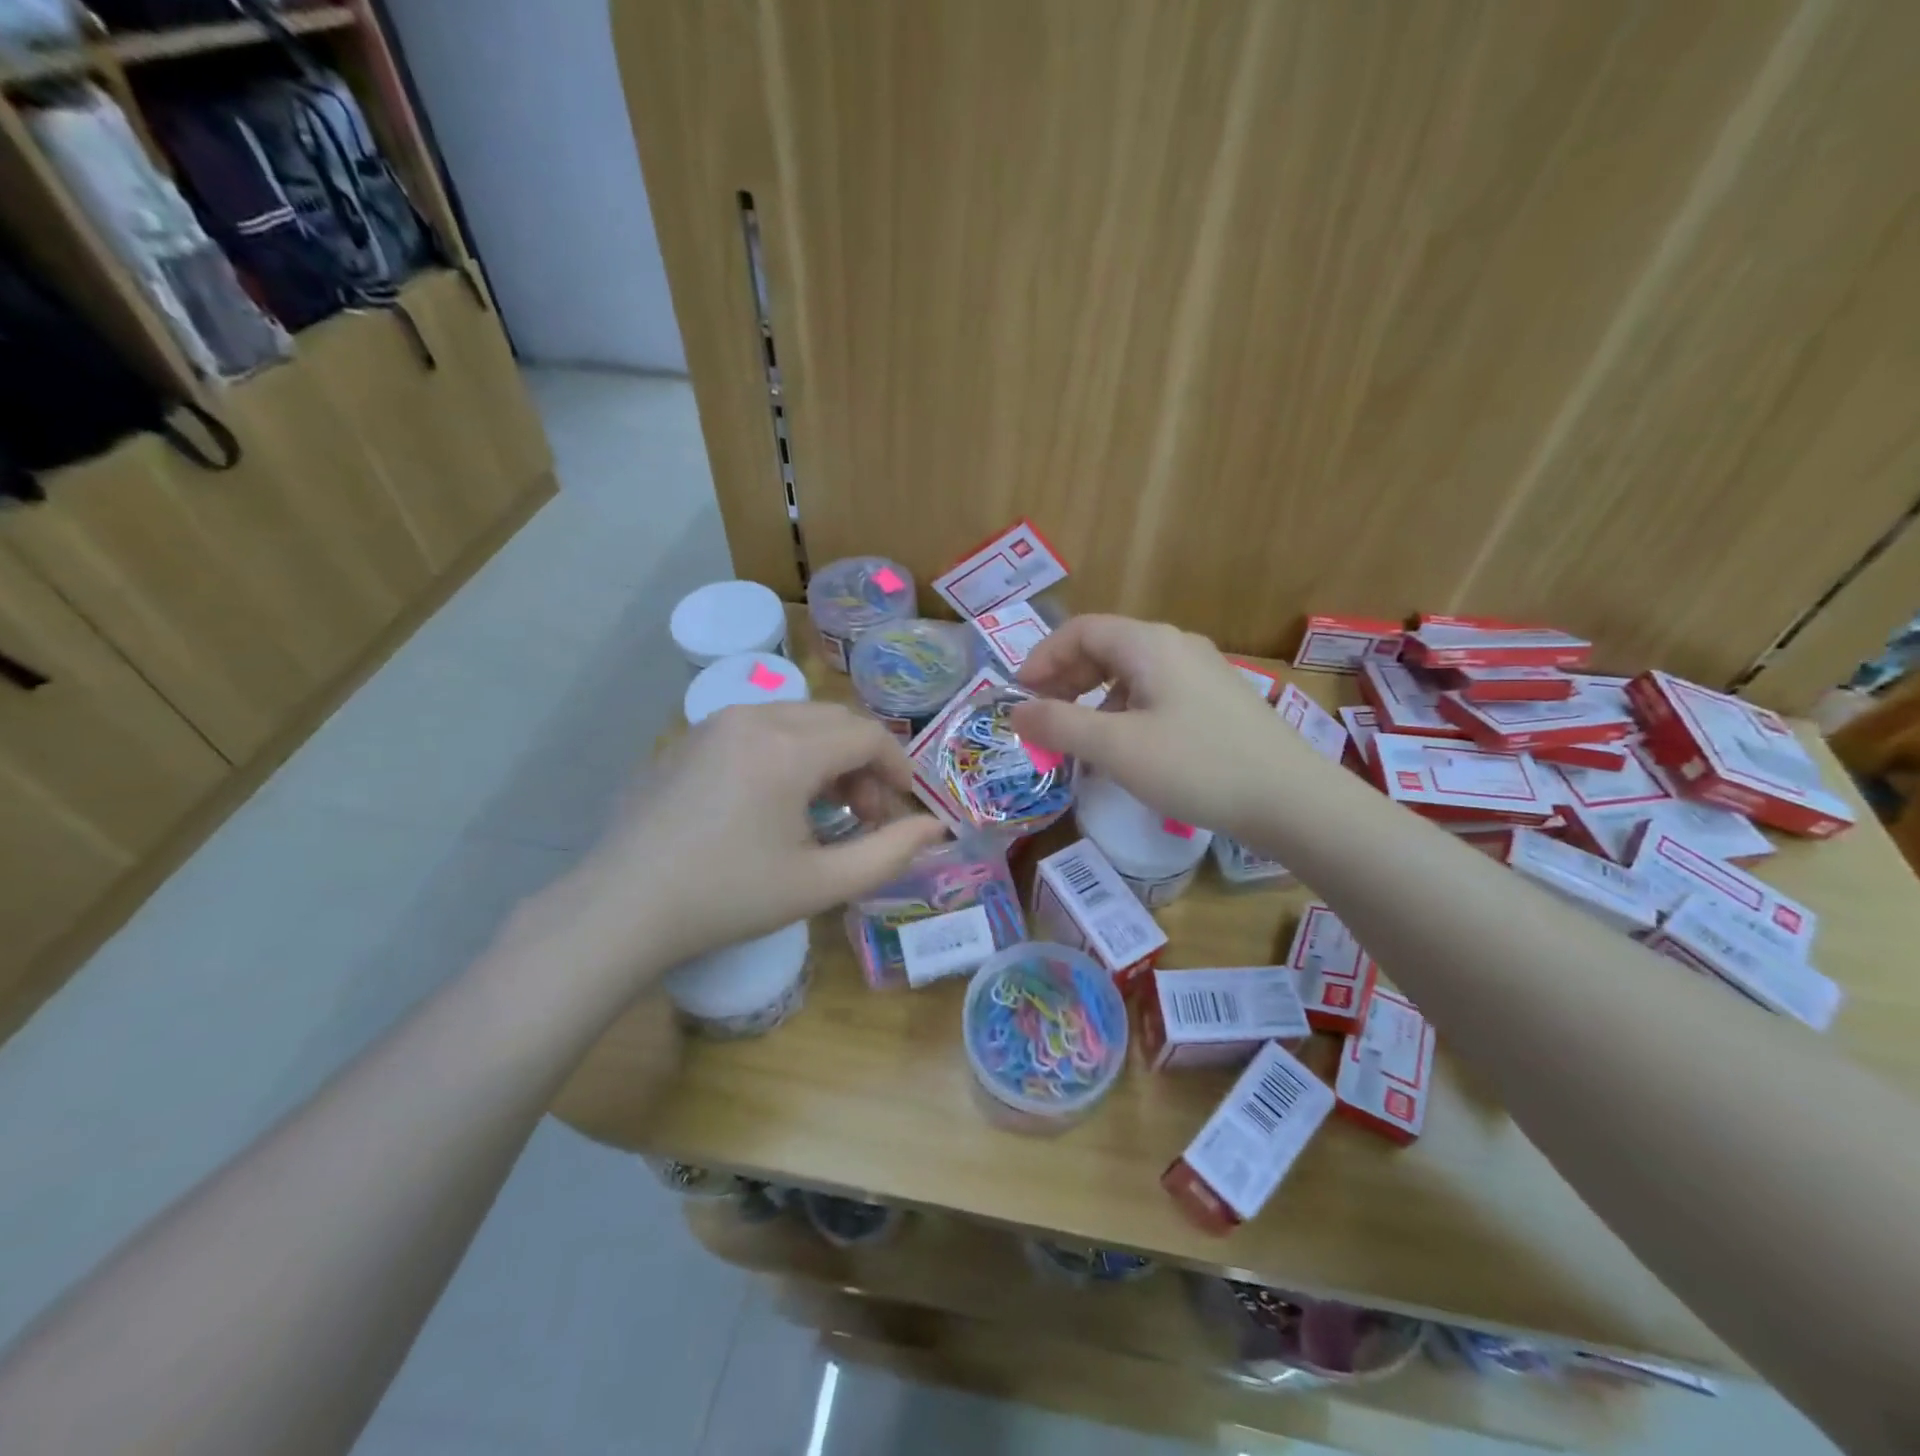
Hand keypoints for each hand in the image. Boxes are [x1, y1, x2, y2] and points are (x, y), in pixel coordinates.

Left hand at [521, 703, 945, 994]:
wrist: (622, 909)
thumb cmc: (728, 898)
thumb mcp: (820, 884)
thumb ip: (889, 853)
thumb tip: (933, 828)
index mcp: (788, 748)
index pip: (867, 735)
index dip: (897, 768)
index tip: (901, 809)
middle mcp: (754, 717)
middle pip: (835, 720)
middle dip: (863, 762)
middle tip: (864, 815)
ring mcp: (715, 723)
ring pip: (797, 719)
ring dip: (826, 754)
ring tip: (822, 810)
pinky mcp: (689, 737)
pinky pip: (758, 727)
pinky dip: (787, 752)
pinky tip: (773, 801)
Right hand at [1010, 616, 1325, 838]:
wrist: (1291, 799)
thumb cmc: (1196, 766)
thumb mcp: (1116, 748)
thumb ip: (1059, 725)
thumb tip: (1015, 712)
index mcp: (1149, 644)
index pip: (1080, 630)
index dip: (1042, 658)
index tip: (1020, 697)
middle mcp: (1176, 645)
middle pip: (1105, 647)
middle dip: (1066, 678)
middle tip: (1043, 717)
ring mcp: (1202, 671)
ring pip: (1130, 671)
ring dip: (1094, 697)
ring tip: (1079, 737)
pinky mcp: (1217, 700)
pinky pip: (1155, 691)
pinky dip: (1125, 710)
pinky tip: (1125, 747)